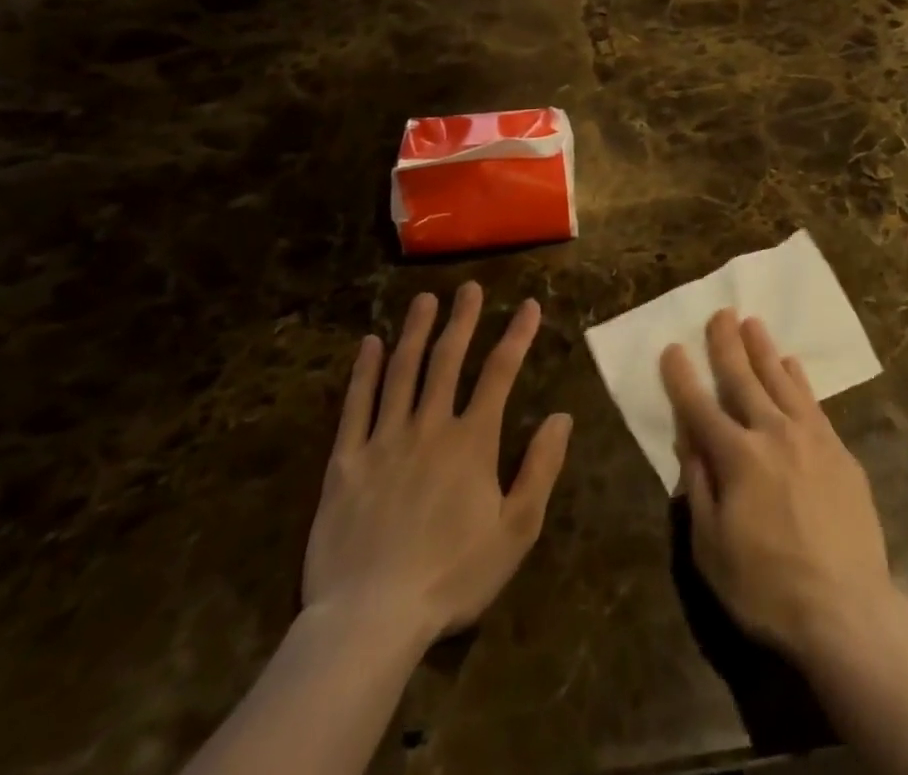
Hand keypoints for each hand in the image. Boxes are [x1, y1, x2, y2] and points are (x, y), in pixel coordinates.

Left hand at [302, 283, 572, 651]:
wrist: (370, 620)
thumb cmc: (452, 576)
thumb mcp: (516, 530)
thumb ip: (541, 468)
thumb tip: (561, 416)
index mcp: (472, 441)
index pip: (500, 373)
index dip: (517, 335)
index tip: (529, 305)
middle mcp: (430, 426)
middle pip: (448, 360)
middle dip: (463, 320)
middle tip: (469, 288)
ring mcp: (384, 441)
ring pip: (402, 372)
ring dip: (415, 332)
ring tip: (424, 299)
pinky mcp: (346, 462)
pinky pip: (355, 406)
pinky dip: (364, 372)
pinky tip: (370, 345)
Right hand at [660, 310, 893, 660]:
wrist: (847, 607)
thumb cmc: (767, 587)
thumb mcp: (712, 549)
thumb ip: (698, 486)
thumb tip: (687, 439)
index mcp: (736, 457)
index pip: (699, 407)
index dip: (682, 377)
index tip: (672, 347)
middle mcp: (772, 433)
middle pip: (743, 379)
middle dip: (727, 345)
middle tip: (720, 313)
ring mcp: (810, 436)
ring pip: (781, 379)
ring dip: (764, 349)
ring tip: (753, 322)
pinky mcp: (838, 448)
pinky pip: (813, 400)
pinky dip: (799, 377)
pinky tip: (792, 363)